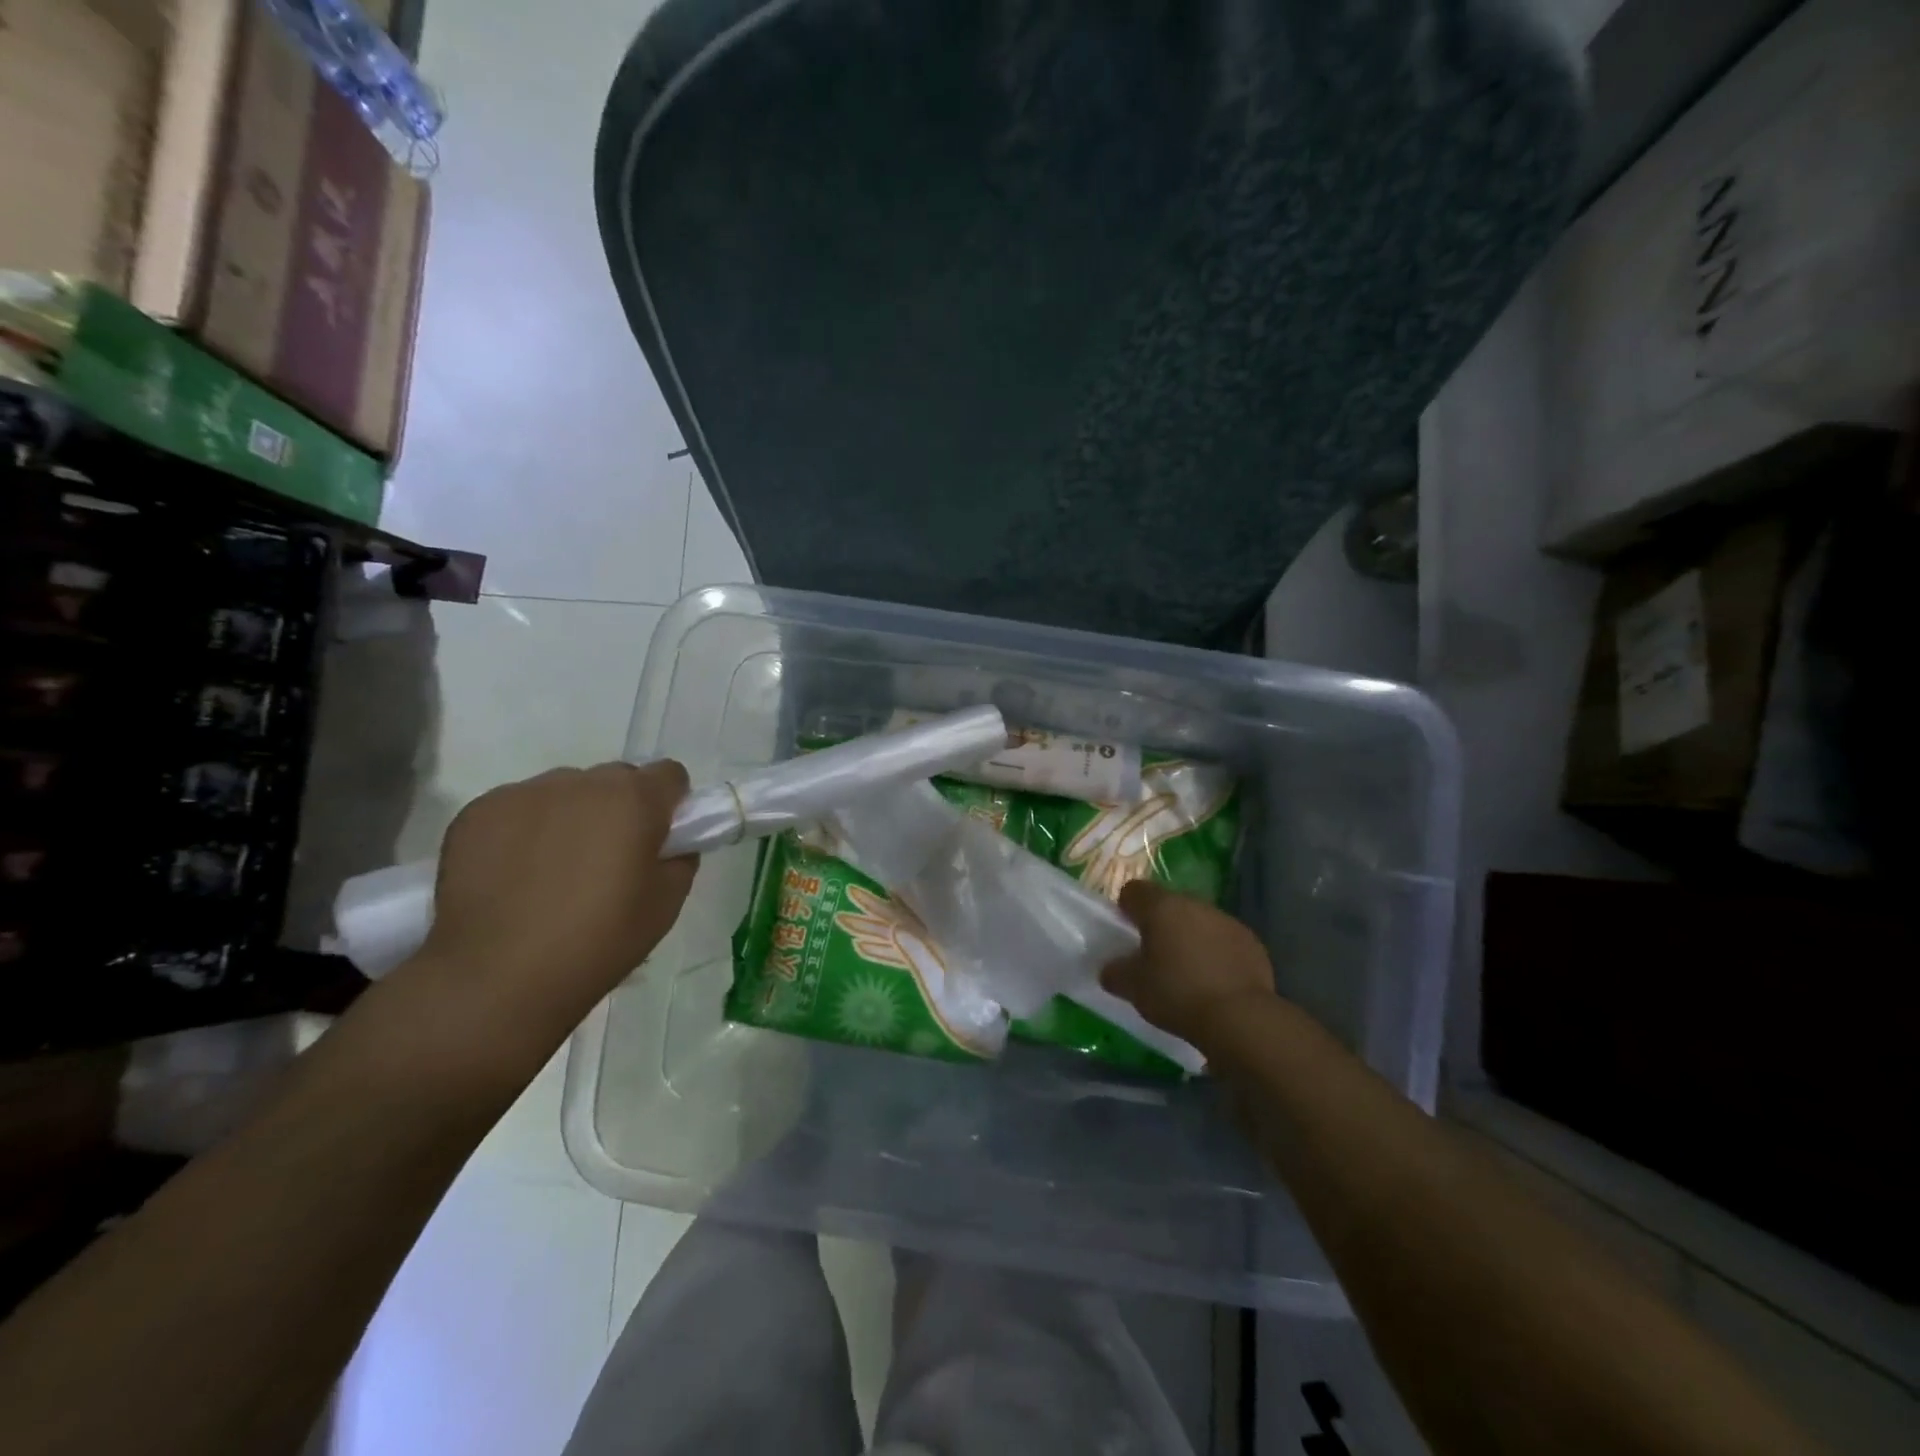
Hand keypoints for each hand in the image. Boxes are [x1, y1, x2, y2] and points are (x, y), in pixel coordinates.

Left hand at [403, 761, 696, 1070]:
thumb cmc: (598, 940)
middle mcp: (582, 782)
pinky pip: (517, 807)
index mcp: (634, 799)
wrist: (498, 977)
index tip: (659, 837)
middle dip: (620, 807)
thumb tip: (671, 844)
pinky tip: (514, 874)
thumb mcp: (666, 905)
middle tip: (608, 857)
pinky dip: (524, 830)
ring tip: (553, 869)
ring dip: (571, 815)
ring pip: (565, 791)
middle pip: (615, 779)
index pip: (669, 774)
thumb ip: (679, 859)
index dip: (670, 803)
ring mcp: (525, 793)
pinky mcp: (479, 811)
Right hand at [1101, 880, 1275, 1046]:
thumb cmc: (1177, 994)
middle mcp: (1194, 905)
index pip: (1134, 890)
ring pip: (1199, 921)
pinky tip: (1214, 980)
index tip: (1125, 931)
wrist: (1240, 1017)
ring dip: (1190, 936)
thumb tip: (1111, 968)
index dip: (1126, 907)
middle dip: (1161, 923)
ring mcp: (1227, 921)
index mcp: (1161, 907)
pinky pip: (1224, 940)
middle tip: (1154, 954)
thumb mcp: (1134, 988)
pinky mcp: (1252, 942)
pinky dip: (1216, 952)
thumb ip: (1116, 972)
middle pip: (1170, 904)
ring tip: (1186, 970)